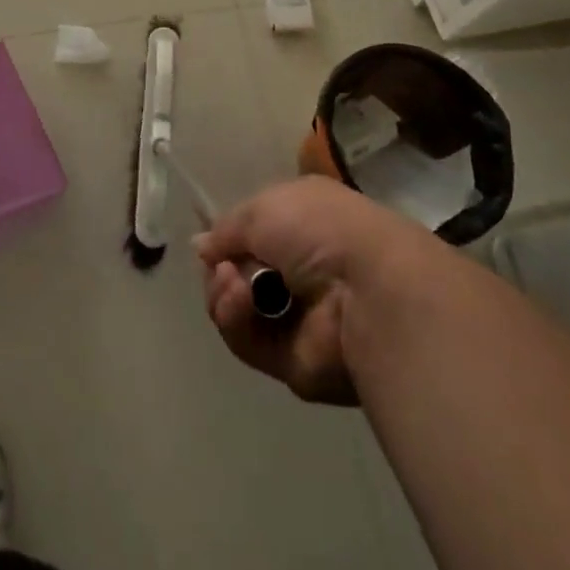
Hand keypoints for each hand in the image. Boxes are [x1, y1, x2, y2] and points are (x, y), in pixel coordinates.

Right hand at [196, 176, 434, 405]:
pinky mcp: (292, 362)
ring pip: (236, 310)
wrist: (368, 289)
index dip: (229, 238)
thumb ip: (227, 228)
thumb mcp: (264, 207)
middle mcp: (299, 270)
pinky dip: (236, 321)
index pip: (254, 234)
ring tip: (233, 284)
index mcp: (301, 224)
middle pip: (237, 275)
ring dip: (224, 294)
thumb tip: (201, 247)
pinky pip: (247, 342)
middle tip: (224, 269)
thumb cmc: (319, 229)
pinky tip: (240, 300)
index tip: (213, 241)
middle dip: (220, 270)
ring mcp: (297, 318)